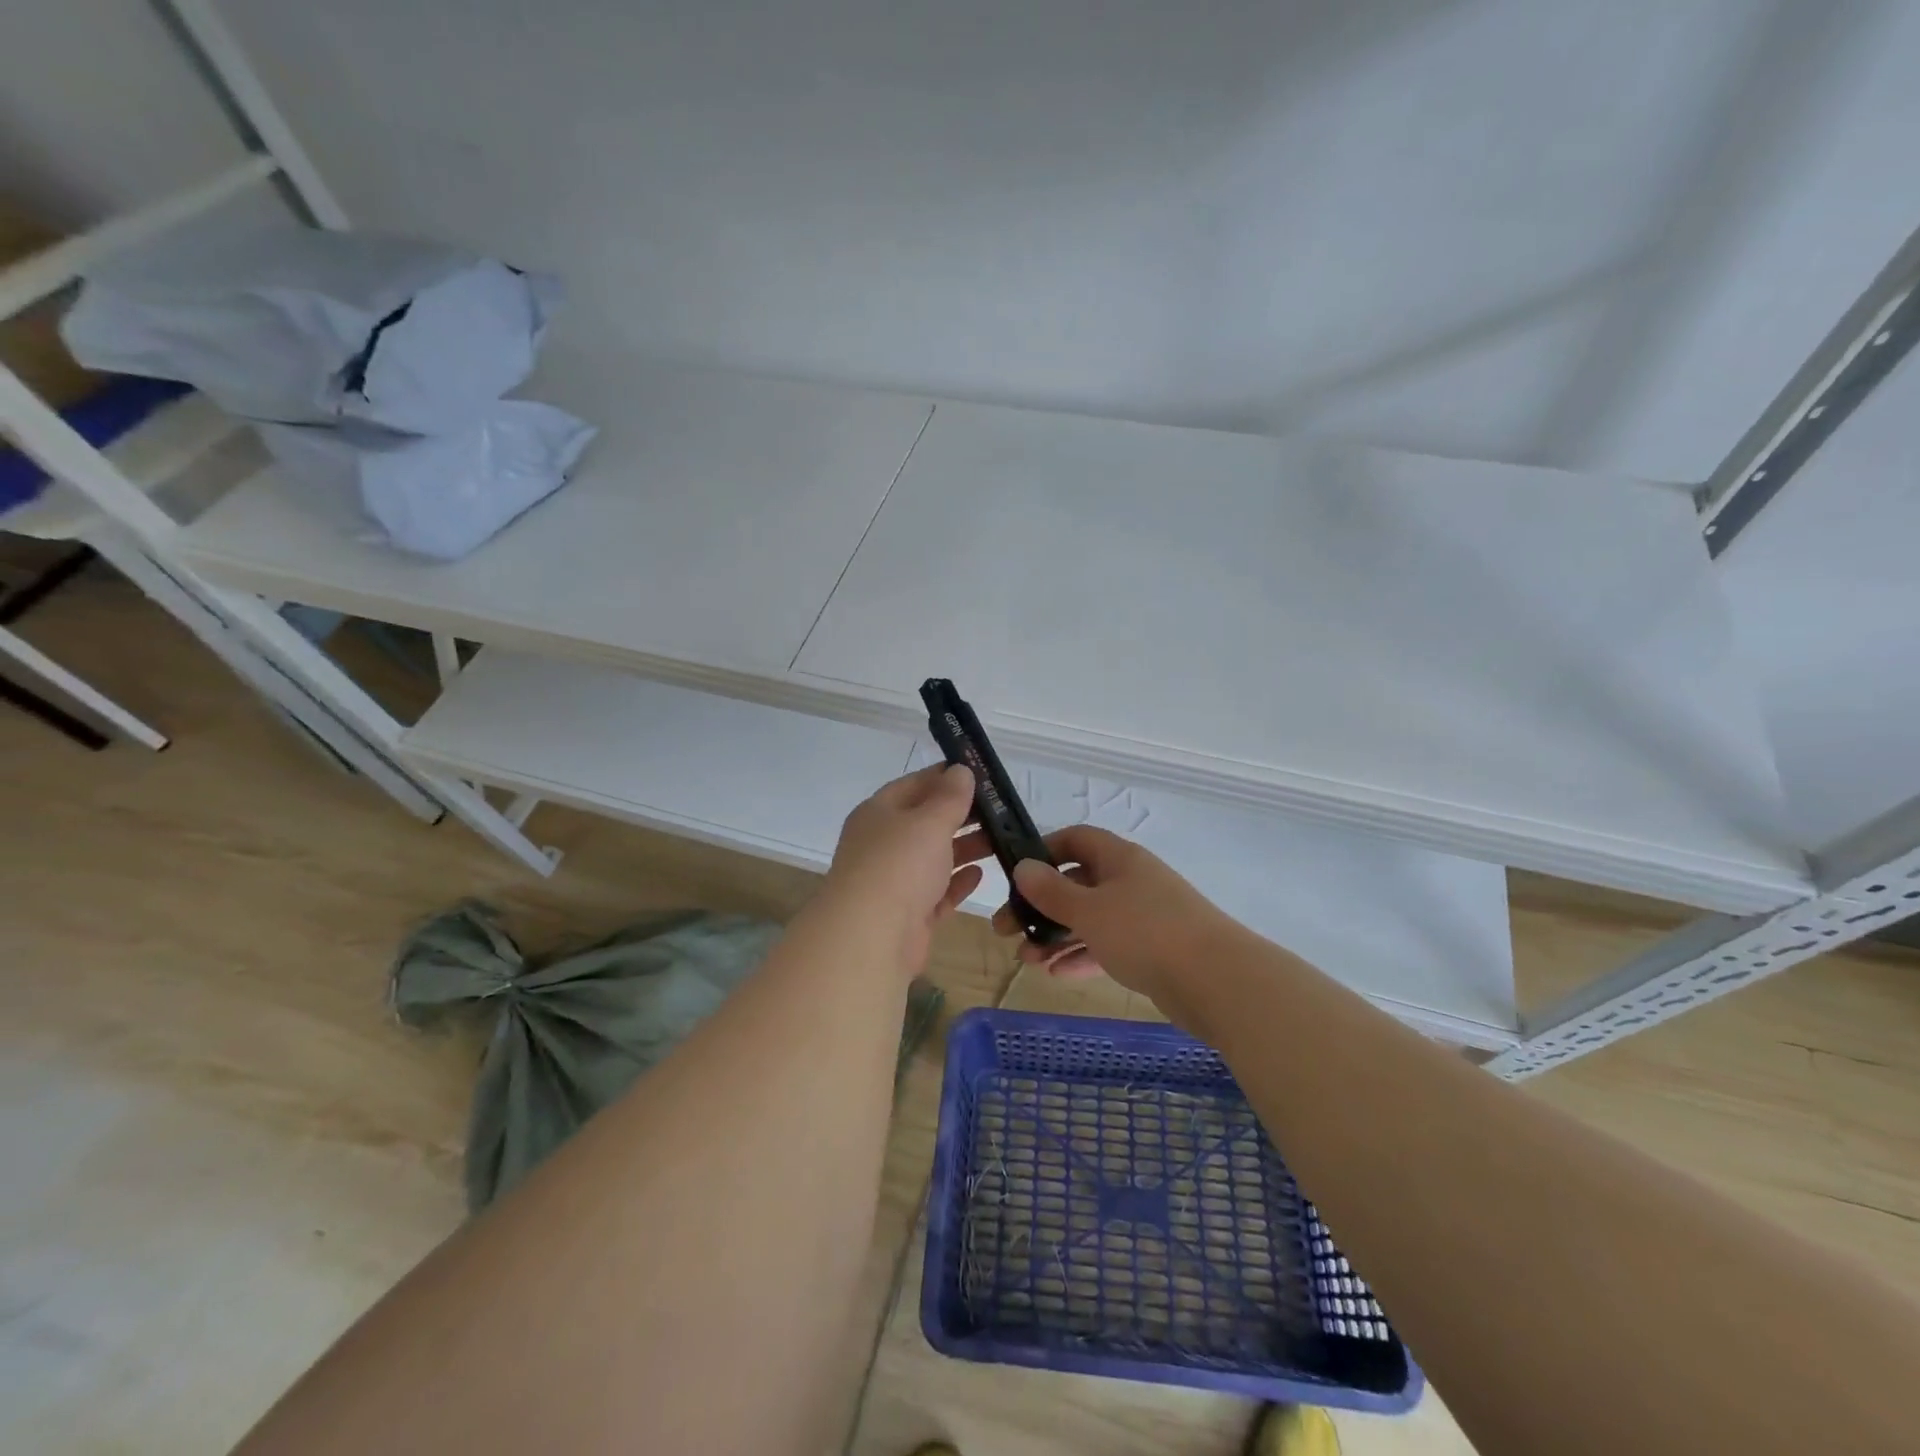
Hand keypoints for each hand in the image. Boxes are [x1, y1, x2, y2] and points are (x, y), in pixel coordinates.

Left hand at [821, 763, 984, 970]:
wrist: (871, 938)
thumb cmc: (899, 865)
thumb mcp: (929, 821)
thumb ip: (949, 797)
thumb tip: (960, 770)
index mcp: (878, 813)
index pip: (914, 784)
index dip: (946, 776)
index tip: (981, 774)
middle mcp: (883, 844)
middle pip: (925, 822)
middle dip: (961, 814)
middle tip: (1000, 809)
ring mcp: (894, 881)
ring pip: (934, 857)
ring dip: (965, 847)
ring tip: (1001, 839)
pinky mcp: (909, 914)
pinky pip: (937, 891)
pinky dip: (957, 881)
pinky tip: (980, 874)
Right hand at [991, 825, 1239, 1029]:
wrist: (1217, 981)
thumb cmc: (1146, 932)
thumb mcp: (1089, 910)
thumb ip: (1052, 891)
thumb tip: (1023, 867)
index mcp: (1118, 859)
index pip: (1076, 840)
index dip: (1044, 851)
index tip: (1016, 874)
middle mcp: (1131, 881)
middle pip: (1077, 883)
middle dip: (1041, 906)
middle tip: (1008, 930)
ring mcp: (1143, 916)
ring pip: (1090, 919)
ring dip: (1056, 936)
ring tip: (1027, 960)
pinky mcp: (1152, 950)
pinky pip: (1108, 946)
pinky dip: (1082, 956)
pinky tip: (1056, 974)